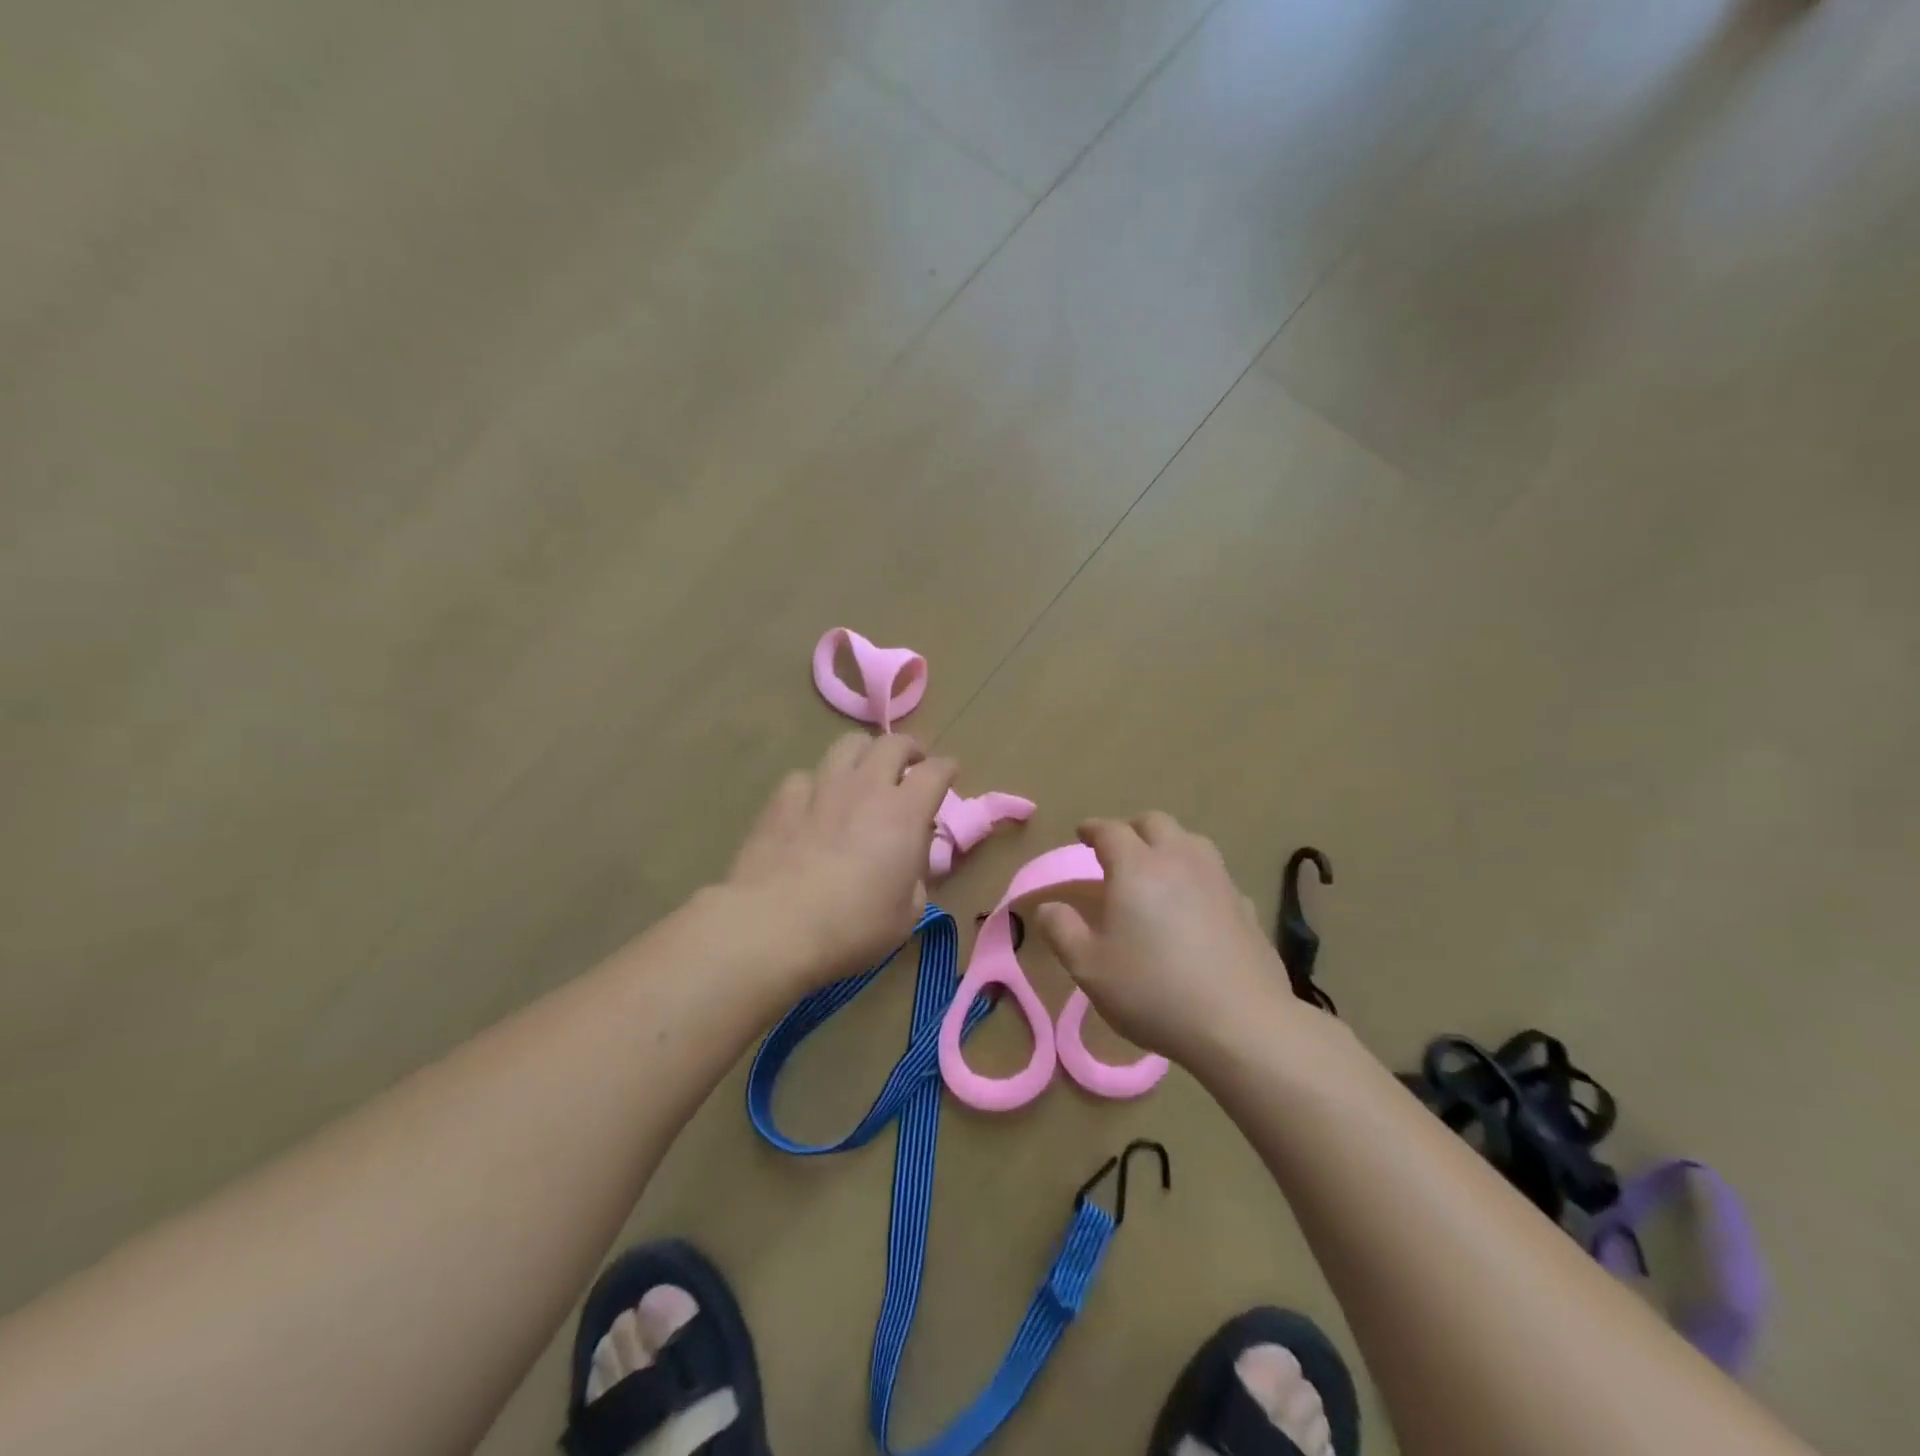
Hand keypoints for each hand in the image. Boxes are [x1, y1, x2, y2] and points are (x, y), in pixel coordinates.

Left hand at [723, 732, 957, 987]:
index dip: (947, 768)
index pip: (936, 771)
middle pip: (893, 743)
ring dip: (865, 754)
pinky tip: (814, 806)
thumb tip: (910, 861)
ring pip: (848, 745)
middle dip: (908, 750)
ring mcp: (821, 787)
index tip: (950, 774)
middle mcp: (866, 787)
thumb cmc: (851, 927)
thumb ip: (915, 878)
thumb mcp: (905, 915)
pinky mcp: (782, 798)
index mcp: (904, 813)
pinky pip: (807, 775)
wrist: (772, 926)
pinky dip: (818, 785)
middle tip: (910, 766)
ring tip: (864, 774)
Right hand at [1034, 813, 1300, 1064]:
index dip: (1092, 829)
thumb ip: (1061, 930)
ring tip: (1157, 870)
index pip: (1110, 830)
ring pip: (1191, 841)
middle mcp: (1179, 860)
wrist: (1239, 1024)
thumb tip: (1047, 907)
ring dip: (1169, 845)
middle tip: (1118, 850)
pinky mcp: (1245, 906)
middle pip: (1155, 823)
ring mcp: (1218, 880)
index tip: (1081, 834)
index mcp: (1136, 867)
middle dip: (1132, 829)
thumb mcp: (1089, 967)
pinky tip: (1195, 905)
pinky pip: (1216, 875)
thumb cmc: (1153, 991)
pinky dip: (1197, 877)